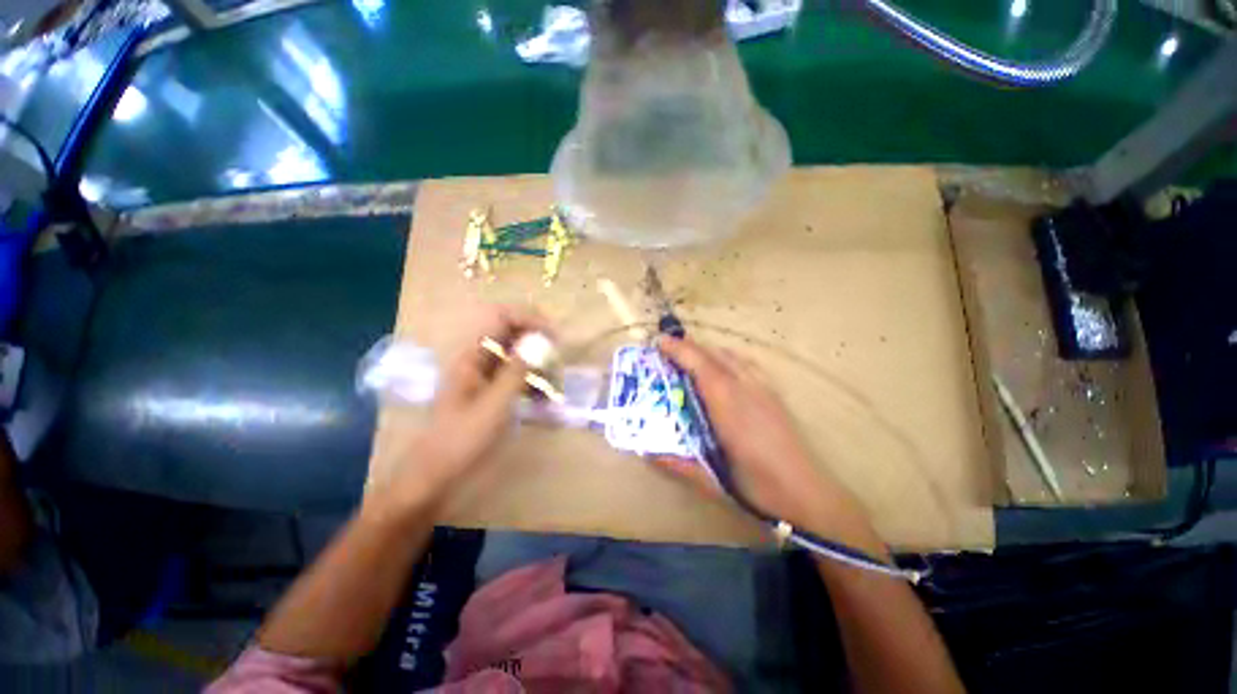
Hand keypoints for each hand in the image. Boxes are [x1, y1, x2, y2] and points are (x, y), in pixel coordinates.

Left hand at [370, 305, 548, 516]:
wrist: (438, 475)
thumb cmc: (462, 439)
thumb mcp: (494, 405)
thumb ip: (517, 370)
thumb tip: (539, 341)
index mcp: (472, 355)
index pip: (501, 317)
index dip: (528, 319)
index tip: (553, 335)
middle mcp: (478, 359)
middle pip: (512, 334)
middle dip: (538, 342)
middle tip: (558, 358)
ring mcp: (485, 376)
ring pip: (517, 356)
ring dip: (538, 363)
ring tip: (555, 381)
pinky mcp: (492, 392)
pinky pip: (516, 376)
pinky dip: (533, 381)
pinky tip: (545, 397)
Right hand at [655, 336, 879, 546]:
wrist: (806, 494)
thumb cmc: (757, 488)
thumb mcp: (712, 481)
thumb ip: (677, 464)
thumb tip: (648, 454)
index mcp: (728, 407)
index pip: (701, 366)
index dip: (679, 350)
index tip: (659, 341)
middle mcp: (746, 388)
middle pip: (715, 355)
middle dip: (689, 347)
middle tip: (668, 350)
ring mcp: (763, 389)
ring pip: (732, 356)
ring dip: (708, 350)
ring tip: (691, 357)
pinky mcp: (774, 394)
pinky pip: (746, 364)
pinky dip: (728, 358)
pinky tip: (724, 369)